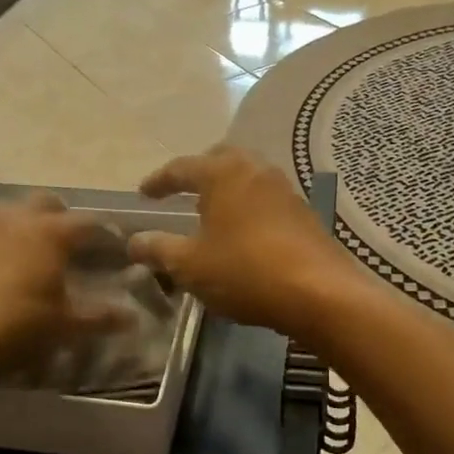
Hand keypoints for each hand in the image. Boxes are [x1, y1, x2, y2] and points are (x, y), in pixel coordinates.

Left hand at [0, 194, 129, 374]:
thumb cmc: (17, 326)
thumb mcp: (65, 326)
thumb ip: (100, 318)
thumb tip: (131, 318)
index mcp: (50, 232)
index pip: (88, 222)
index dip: (104, 233)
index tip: (114, 246)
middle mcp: (17, 220)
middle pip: (47, 203)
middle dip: (63, 218)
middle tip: (72, 245)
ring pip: (12, 214)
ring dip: (28, 226)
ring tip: (35, 255)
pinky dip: (0, 244)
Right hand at [129, 146, 357, 337]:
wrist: (319, 293)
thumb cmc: (245, 271)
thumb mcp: (190, 265)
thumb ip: (158, 249)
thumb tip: (134, 241)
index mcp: (222, 173)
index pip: (181, 167)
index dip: (158, 181)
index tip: (143, 194)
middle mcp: (255, 169)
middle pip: (220, 160)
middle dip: (197, 173)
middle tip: (180, 192)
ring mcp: (284, 189)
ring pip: (247, 177)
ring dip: (225, 188)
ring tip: (210, 212)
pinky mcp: (303, 212)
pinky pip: (265, 198)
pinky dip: (246, 205)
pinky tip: (242, 231)